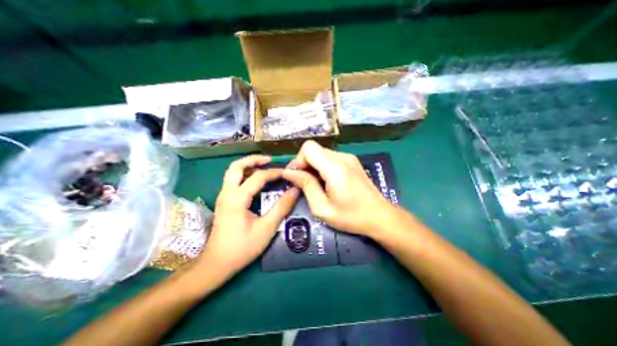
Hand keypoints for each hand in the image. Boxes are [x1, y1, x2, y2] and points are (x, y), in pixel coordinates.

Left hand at [196, 156, 299, 279]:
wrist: (216, 264)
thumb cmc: (242, 247)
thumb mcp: (266, 228)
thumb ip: (282, 207)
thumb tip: (295, 190)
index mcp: (237, 199)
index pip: (258, 177)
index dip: (274, 172)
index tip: (287, 172)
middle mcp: (227, 193)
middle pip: (236, 166)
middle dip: (254, 159)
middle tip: (269, 160)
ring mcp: (223, 197)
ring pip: (233, 172)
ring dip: (248, 165)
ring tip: (264, 166)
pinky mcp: (224, 201)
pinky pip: (233, 180)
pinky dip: (245, 174)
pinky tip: (256, 180)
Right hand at [283, 141, 397, 237]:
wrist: (380, 216)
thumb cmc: (351, 217)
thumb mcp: (323, 208)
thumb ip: (306, 186)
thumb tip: (289, 172)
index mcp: (335, 167)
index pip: (309, 148)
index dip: (298, 160)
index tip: (296, 177)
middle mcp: (342, 157)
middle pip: (314, 149)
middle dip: (304, 164)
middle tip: (303, 183)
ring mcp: (349, 157)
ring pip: (321, 153)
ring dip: (313, 166)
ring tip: (315, 185)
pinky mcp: (352, 161)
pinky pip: (330, 158)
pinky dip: (322, 166)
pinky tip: (325, 182)